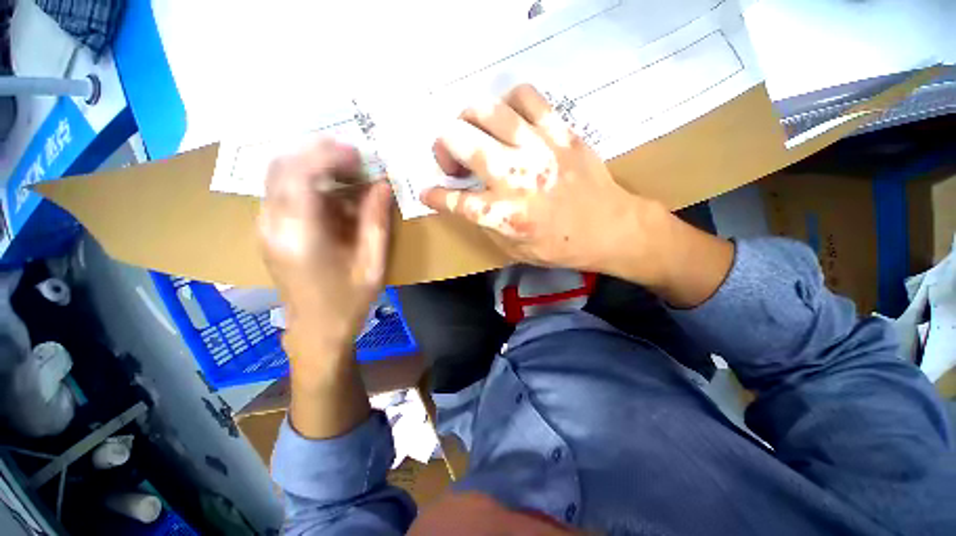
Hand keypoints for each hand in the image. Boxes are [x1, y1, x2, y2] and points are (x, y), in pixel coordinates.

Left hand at [258, 139, 392, 361]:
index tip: (357, 151)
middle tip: (354, 155)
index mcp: (300, 237)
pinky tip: (335, 191)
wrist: (316, 330)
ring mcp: (265, 227)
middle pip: (281, 167)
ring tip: (348, 170)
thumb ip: (376, 222)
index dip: (327, 155)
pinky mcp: (269, 230)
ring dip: (313, 164)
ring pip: (279, 176)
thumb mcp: (372, 264)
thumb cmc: (348, 302)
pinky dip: (309, 181)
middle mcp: (272, 226)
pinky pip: (284, 191)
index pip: (299, 176)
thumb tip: (383, 185)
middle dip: (317, 152)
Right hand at [421, 85, 667, 283]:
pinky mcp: (560, 133)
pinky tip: (508, 118)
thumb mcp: (515, 250)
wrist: (610, 228)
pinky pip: (526, 97)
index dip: (434, 195)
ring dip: (469, 119)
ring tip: (472, 131)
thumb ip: (486, 225)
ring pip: (488, 110)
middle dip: (443, 147)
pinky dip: (509, 102)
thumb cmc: (561, 246)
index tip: (429, 192)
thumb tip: (465, 201)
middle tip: (451, 158)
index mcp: (504, 216)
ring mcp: (538, 150)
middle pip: (460, 142)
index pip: (454, 201)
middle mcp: (515, 178)